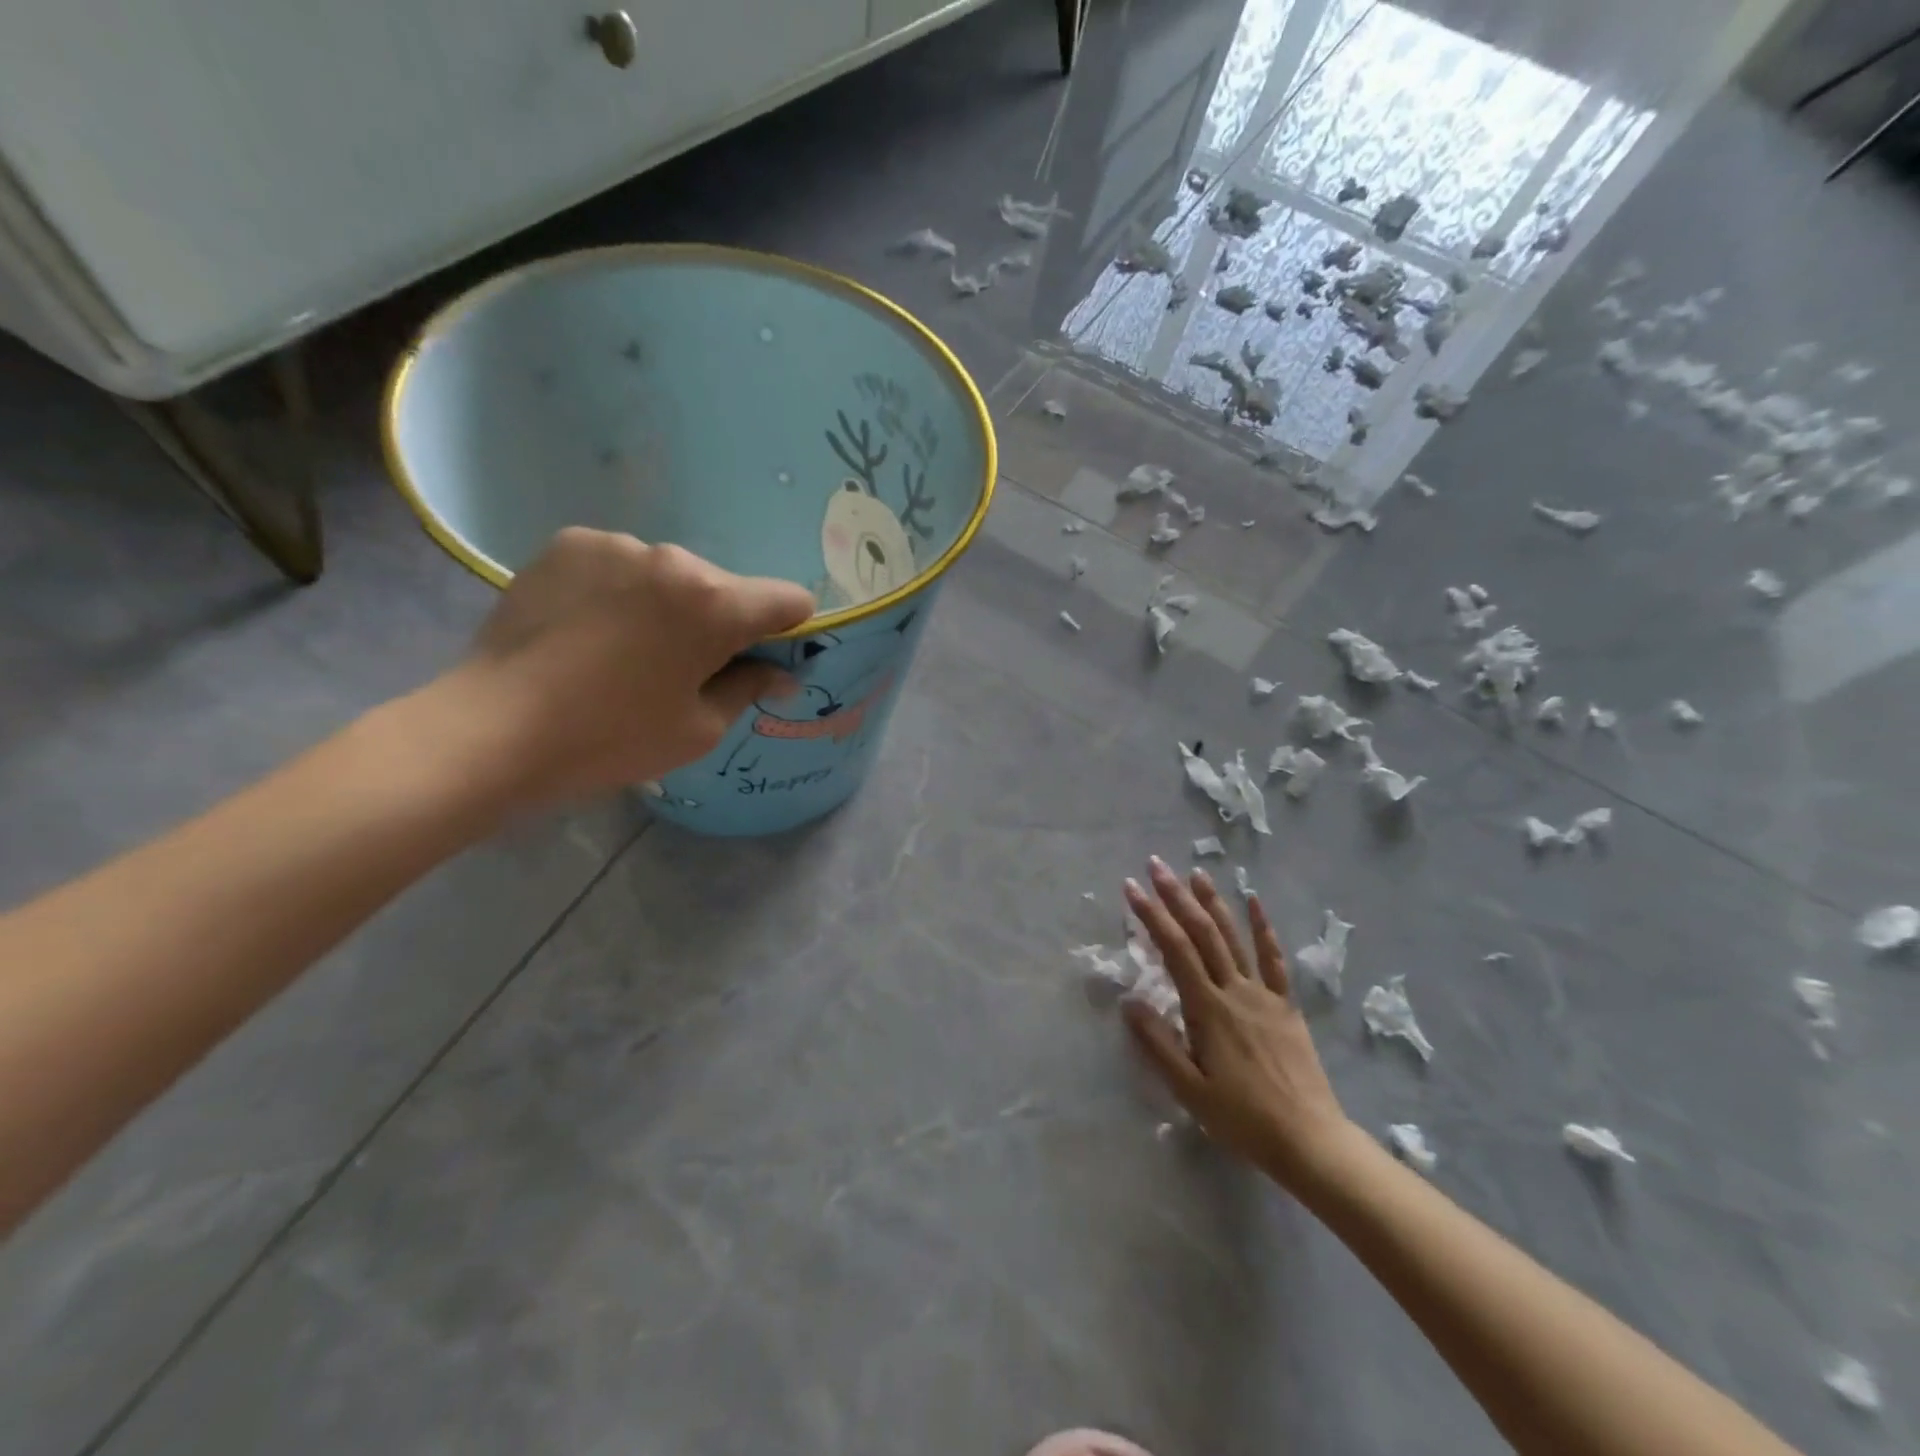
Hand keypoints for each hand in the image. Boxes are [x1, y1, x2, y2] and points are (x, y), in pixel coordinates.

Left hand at [437, 527, 813, 808]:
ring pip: (670, 576)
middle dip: (720, 623)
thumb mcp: (698, 729)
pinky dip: (622, 592)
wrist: (492, 729)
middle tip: (684, 669)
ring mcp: (614, 545)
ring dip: (668, 605)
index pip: (788, 600)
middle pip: (725, 588)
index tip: (764, 660)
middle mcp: (671, 558)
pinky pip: (621, 566)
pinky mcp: (567, 545)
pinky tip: (590, 630)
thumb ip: (750, 688)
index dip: (789, 631)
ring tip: (626, 651)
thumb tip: (781, 674)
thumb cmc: (611, 738)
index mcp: (714, 603)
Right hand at [1122, 858, 1356, 1189]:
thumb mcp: (1190, 1090)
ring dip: (1213, 902)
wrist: (1309, 1140)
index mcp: (1207, 1009)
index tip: (1132, 888)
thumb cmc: (1242, 1119)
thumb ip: (1158, 1043)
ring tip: (1195, 873)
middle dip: (1176, 896)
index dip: (1151, 915)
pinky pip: (1274, 960)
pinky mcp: (1286, 1006)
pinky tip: (1254, 903)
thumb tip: (1129, 1001)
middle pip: (1201, 933)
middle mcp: (1234, 991)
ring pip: (1234, 938)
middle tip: (1156, 865)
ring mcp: (1264, 995)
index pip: (1174, 950)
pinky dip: (1263, 929)